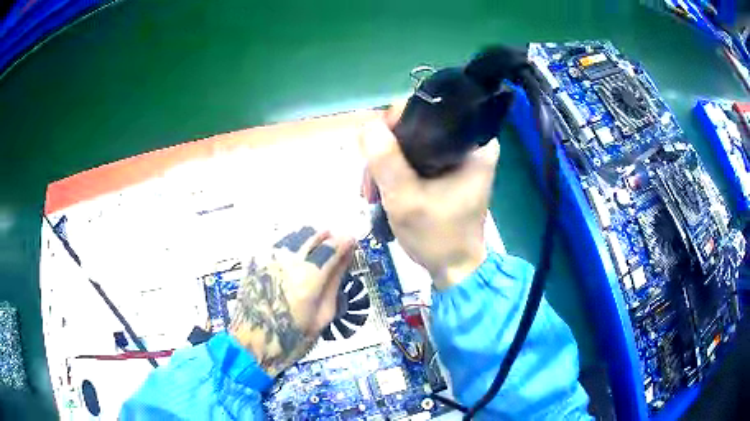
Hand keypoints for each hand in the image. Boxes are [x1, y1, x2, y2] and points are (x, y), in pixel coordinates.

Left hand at [229, 227, 354, 375]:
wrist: (253, 343)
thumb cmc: (291, 338)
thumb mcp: (323, 316)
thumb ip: (335, 282)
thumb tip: (346, 258)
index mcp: (308, 279)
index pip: (333, 245)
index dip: (346, 241)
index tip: (351, 243)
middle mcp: (287, 261)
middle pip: (314, 232)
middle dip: (329, 237)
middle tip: (335, 249)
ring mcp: (268, 257)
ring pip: (296, 232)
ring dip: (311, 237)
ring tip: (315, 253)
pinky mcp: (256, 259)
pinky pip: (279, 241)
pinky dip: (292, 243)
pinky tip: (295, 258)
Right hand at [360, 105, 499, 289]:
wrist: (453, 269)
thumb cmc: (437, 236)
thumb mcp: (405, 198)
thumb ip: (386, 160)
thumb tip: (368, 125)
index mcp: (475, 143)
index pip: (429, 111)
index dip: (395, 123)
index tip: (375, 149)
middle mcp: (471, 143)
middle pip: (418, 127)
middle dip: (387, 150)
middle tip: (370, 182)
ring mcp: (460, 157)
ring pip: (413, 143)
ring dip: (387, 164)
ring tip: (372, 192)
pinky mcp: (450, 170)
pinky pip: (417, 157)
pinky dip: (397, 171)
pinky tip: (382, 189)